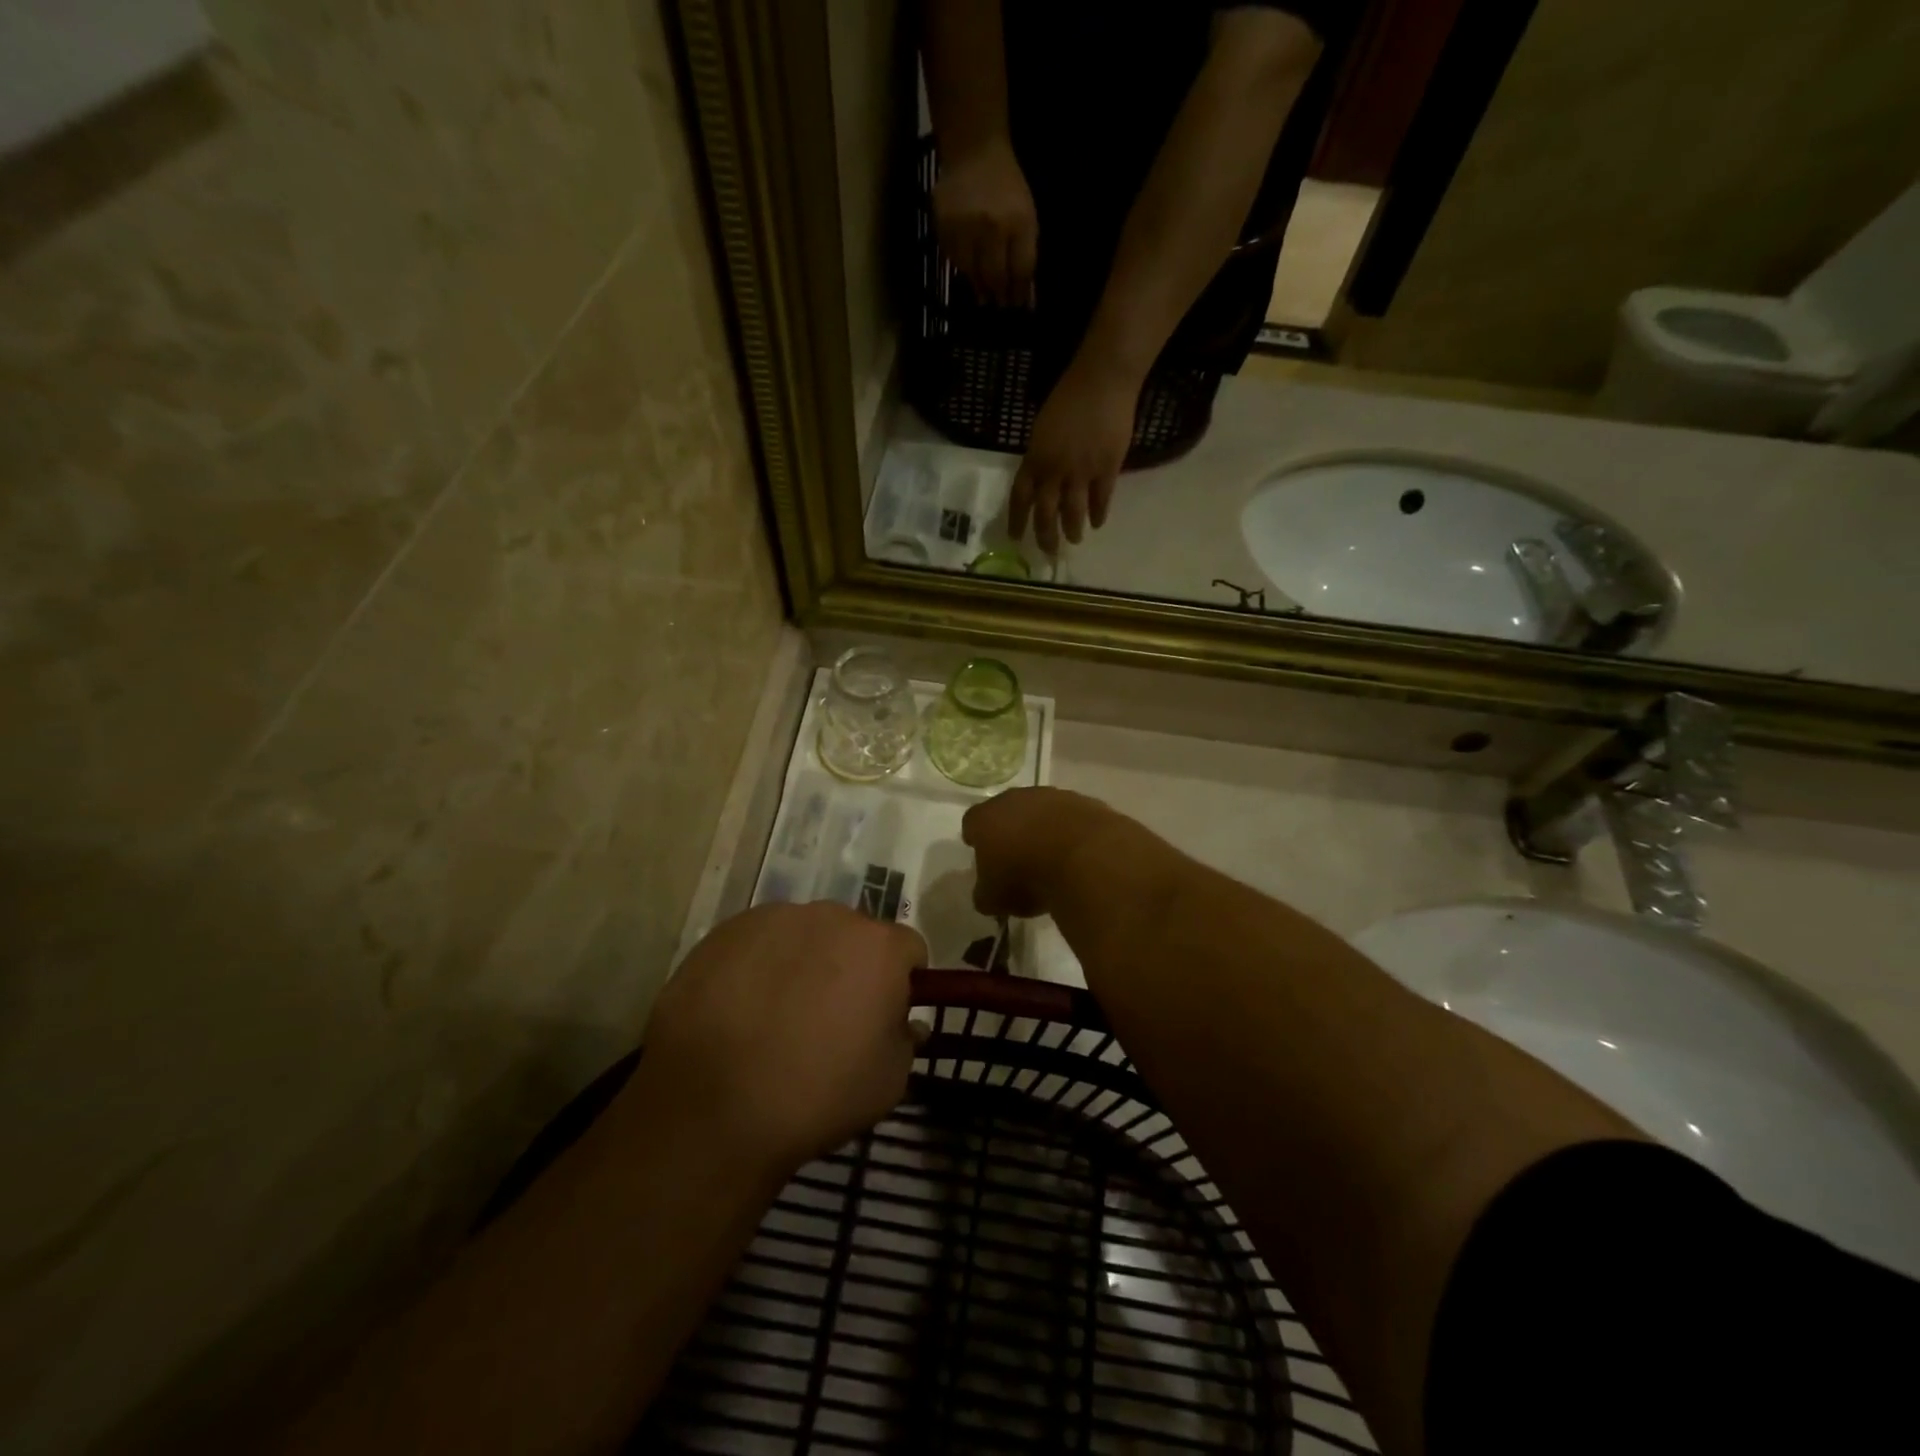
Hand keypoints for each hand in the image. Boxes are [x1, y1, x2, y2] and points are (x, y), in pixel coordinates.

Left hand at [629, 903, 926, 1170]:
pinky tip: (741, 1007)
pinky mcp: (727, 931)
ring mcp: (775, 918)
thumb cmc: (815, 1096)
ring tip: (778, 1013)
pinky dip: (759, 964)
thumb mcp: (888, 1083)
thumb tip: (904, 1021)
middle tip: (830, 1015)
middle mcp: (831, 916)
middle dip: (851, 965)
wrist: (710, 1107)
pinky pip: (759, 941)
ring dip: (804, 961)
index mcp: (879, 947)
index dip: (902, 981)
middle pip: (854, 934)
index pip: (909, 949)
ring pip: (805, 934)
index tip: (884, 1014)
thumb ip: (906, 1040)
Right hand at [933, 141, 1037, 307]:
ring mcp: (965, 226)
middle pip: (995, 276)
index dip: (1019, 293)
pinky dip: (962, 270)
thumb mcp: (1026, 217)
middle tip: (999, 304)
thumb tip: (1025, 298)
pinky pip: (953, 260)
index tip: (1017, 305)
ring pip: (972, 273)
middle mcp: (991, 226)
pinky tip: (969, 271)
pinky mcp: (944, 225)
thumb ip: (1026, 255)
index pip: (1020, 270)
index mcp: (1019, 221)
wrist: (974, 149)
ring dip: (979, 287)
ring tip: (984, 294)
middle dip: (999, 295)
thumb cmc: (1006, 187)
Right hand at [963, 787, 1124, 919]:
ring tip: (1052, 859)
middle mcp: (1016, 798)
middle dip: (1011, 831)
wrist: (1086, 858)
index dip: (976, 839)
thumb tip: (986, 894)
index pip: (972, 823)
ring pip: (1042, 811)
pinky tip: (1078, 856)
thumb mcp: (994, 899)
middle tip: (1017, 858)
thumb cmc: (1027, 878)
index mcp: (986, 817)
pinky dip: (1072, 833)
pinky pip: (1072, 818)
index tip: (983, 856)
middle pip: (1007, 811)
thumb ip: (985, 894)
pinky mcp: (1085, 802)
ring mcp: (1053, 796)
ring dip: (1043, 830)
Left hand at [1012, 359, 1139, 554]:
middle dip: (1046, 536)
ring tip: (1075, 540)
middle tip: (1049, 550)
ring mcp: (1082, 472)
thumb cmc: (1069, 397)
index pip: (1020, 498)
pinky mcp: (1107, 469)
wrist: (1103, 381)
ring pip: (1073, 513)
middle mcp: (1055, 471)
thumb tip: (1042, 481)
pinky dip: (1099, 514)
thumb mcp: (1043, 429)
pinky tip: (1098, 523)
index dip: (1018, 520)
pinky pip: (1101, 500)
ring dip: (1073, 530)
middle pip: (1046, 513)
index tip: (1016, 538)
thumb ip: (1040, 457)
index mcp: (1035, 458)